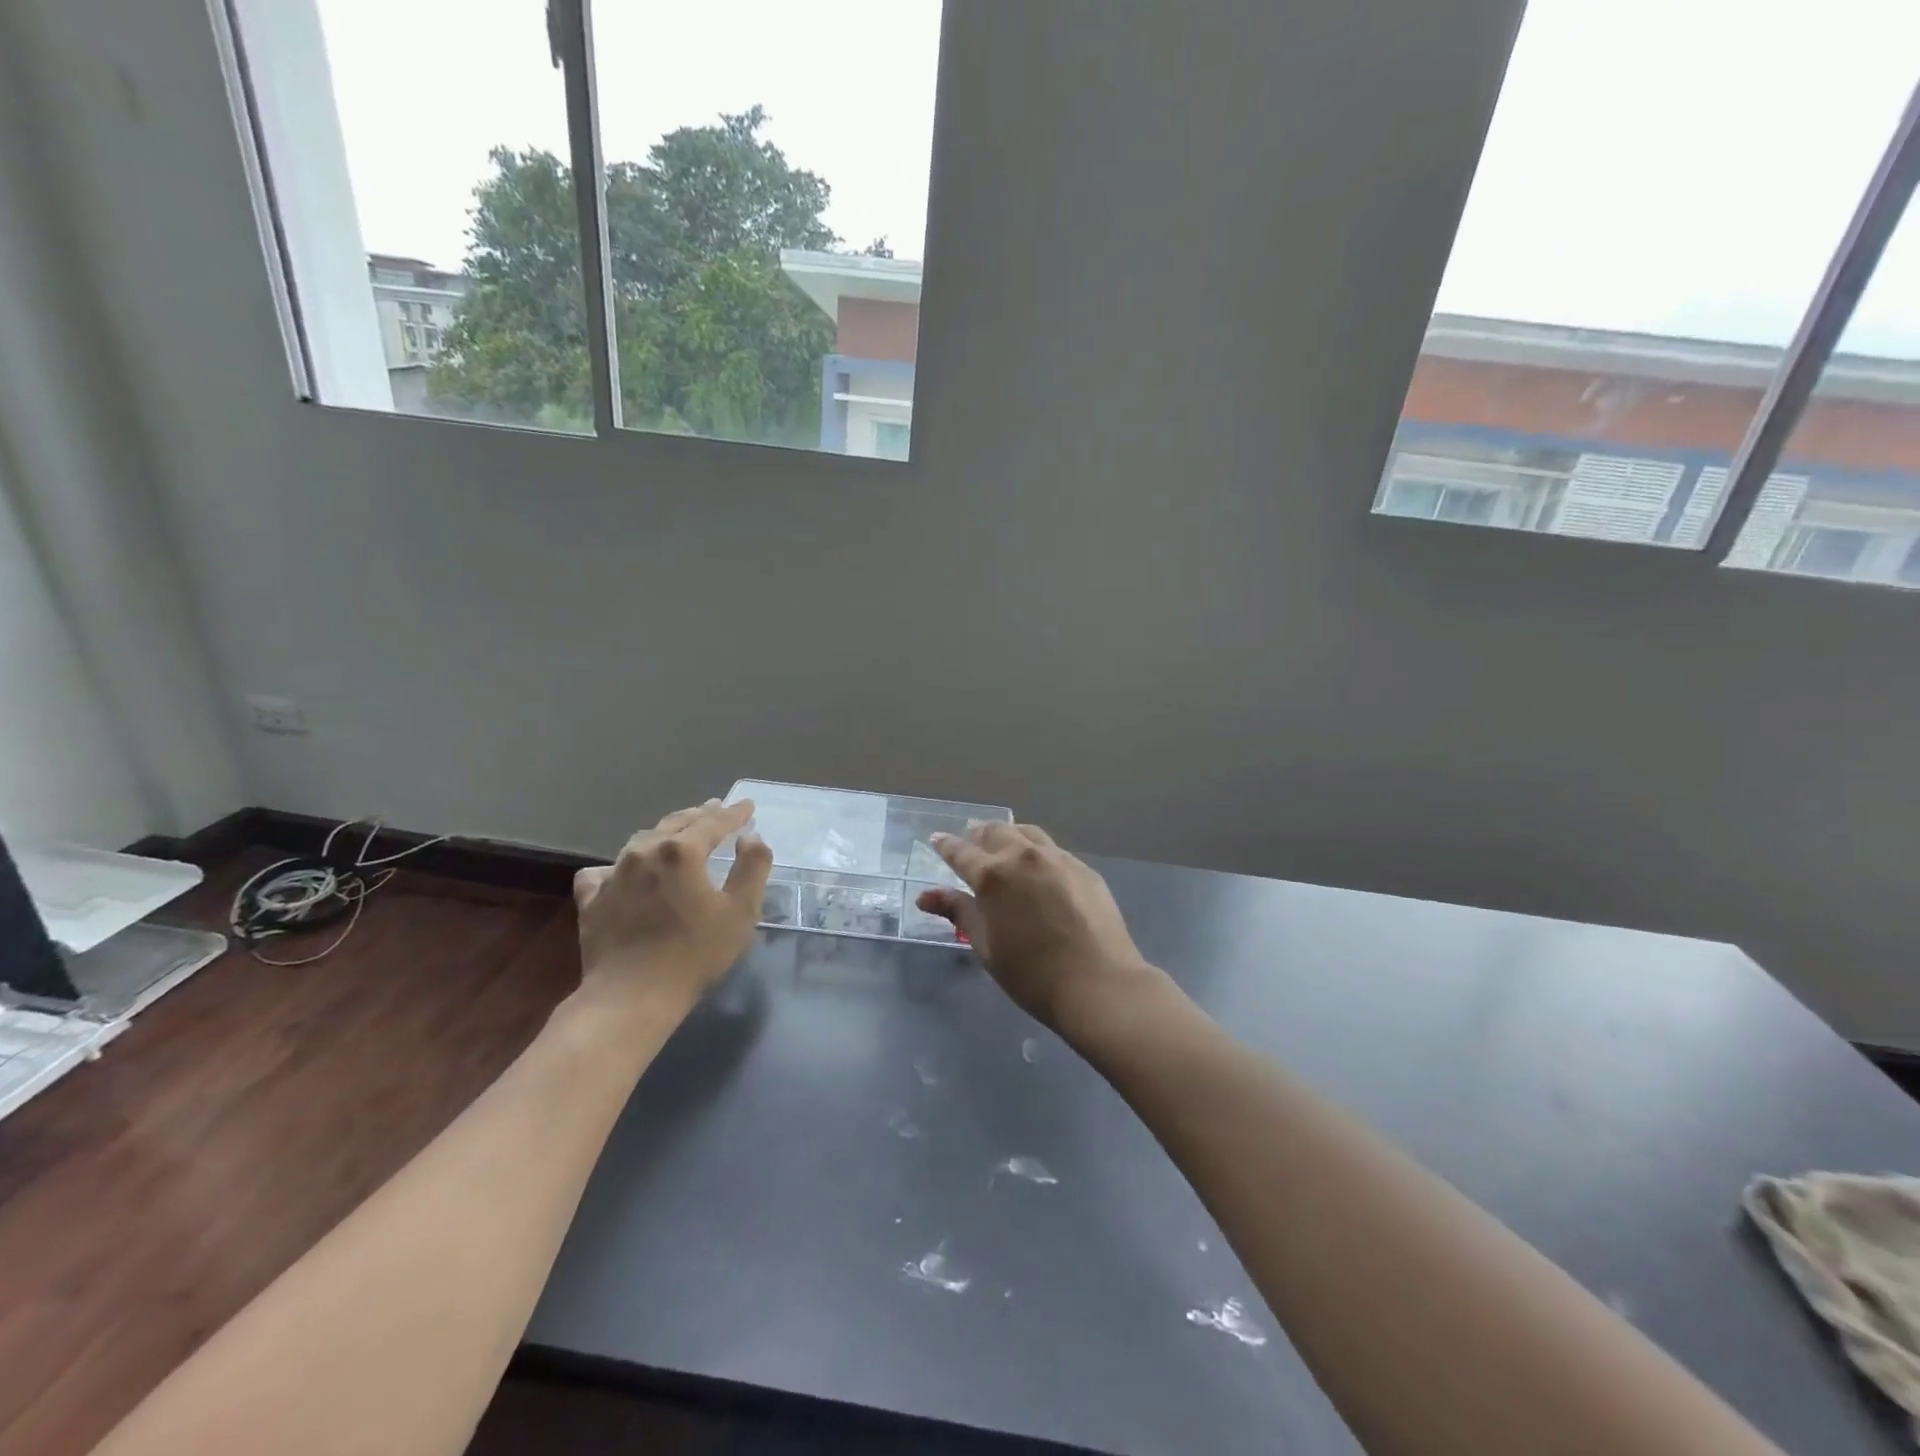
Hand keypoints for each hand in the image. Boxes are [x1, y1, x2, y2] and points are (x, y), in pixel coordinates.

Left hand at [573, 799, 772, 1013]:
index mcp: (681, 851)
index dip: (734, 813)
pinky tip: (623, 872)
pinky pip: (604, 871)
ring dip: (664, 833)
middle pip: (676, 823)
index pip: (714, 822)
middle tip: (715, 808)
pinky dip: (619, 866)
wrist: (632, 997)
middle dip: (699, 815)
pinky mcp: (591, 899)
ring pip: (641, 841)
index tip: (747, 805)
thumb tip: (750, 837)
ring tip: (676, 833)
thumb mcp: (741, 911)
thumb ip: (752, 866)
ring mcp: (612, 874)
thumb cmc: (694, 953)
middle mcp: (644, 852)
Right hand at [917, 822, 1153, 1033]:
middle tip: (970, 838)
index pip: (961, 852)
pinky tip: (1038, 865)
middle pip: (996, 832)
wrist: (1098, 983)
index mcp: (993, 875)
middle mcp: (1023, 856)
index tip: (936, 838)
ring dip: (1009, 834)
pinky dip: (1037, 849)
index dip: (946, 846)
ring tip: (1003, 842)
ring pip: (1027, 832)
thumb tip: (925, 895)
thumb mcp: (986, 945)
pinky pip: (1053, 849)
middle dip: (978, 834)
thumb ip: (958, 912)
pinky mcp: (1084, 868)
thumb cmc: (1032, 974)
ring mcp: (1058, 858)